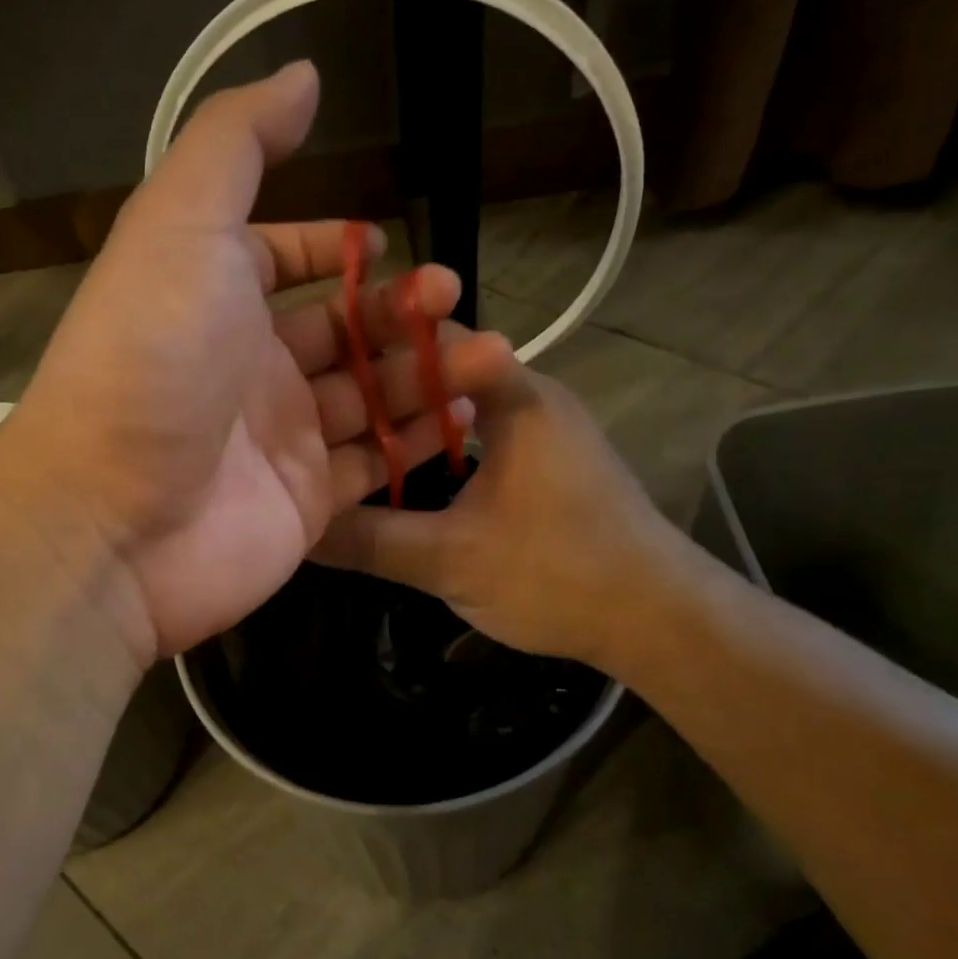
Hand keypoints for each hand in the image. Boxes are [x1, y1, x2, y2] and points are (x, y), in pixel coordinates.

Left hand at [0, 62, 517, 660]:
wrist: (115, 519)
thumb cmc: (152, 359)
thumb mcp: (180, 224)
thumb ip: (237, 143)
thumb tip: (301, 75)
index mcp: (216, 297)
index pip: (282, 259)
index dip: (332, 247)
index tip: (384, 245)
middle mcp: (249, 366)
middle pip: (342, 330)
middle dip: (402, 311)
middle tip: (455, 298)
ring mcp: (281, 439)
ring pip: (371, 396)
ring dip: (429, 372)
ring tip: (490, 357)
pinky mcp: (308, 502)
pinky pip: (375, 463)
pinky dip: (419, 441)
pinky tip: (466, 417)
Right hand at [312, 359, 697, 675]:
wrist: (658, 620)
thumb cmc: (559, 575)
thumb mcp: (450, 562)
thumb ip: (370, 540)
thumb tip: (299, 526)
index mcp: (514, 396)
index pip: (433, 338)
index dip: (374, 346)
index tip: (318, 368)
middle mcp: (530, 396)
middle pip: (441, 373)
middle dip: (383, 390)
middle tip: (319, 413)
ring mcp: (543, 429)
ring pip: (460, 409)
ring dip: (410, 425)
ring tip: (347, 444)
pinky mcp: (549, 462)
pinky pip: (480, 438)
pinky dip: (438, 451)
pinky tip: (405, 481)